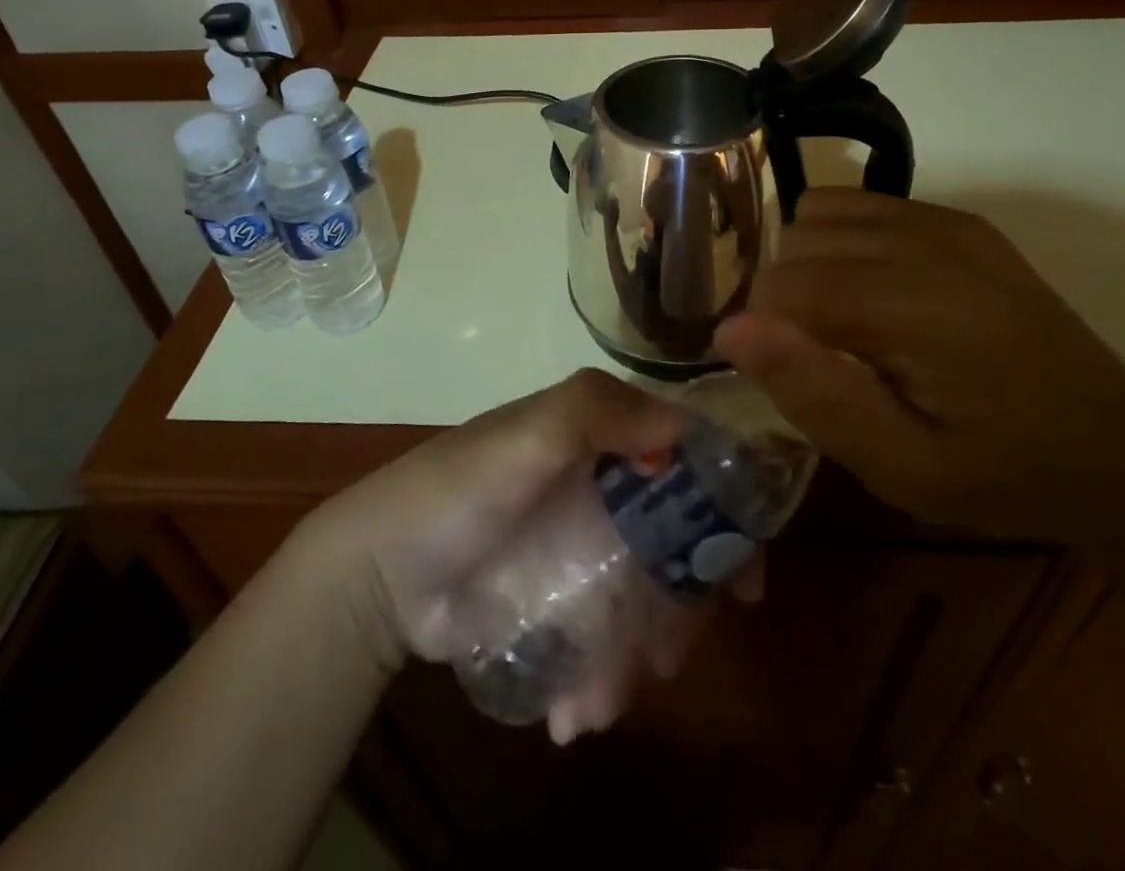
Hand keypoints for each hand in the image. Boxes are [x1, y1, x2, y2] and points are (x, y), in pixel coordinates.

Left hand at [295, 370, 758, 741]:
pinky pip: (609, 640)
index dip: (726, 512)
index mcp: (607, 437)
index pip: (689, 461)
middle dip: (684, 607)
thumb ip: (596, 413)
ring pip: (648, 602)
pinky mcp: (564, 602)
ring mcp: (587, 549)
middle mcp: (607, 488)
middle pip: (679, 545)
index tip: (743, 576)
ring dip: (639, 659)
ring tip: (602, 699)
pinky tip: (574, 712)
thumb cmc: (459, 488)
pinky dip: (604, 679)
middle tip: (666, 655)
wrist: (382, 570)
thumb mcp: (526, 435)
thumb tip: (687, 427)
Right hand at [714, 190, 1124, 541]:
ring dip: (808, 263)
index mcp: (914, 303)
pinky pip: (859, 203)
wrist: (1117, 450)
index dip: (766, 333)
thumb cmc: (1001, 471)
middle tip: (818, 356)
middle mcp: (925, 241)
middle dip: (784, 298)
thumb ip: (815, 394)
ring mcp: (945, 221)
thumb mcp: (902, 466)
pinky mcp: (958, 220)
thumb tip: (732, 329)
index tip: (789, 375)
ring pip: (818, 213)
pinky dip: (840, 239)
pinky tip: (869, 289)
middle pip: (795, 240)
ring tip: (839, 322)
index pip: (782, 285)